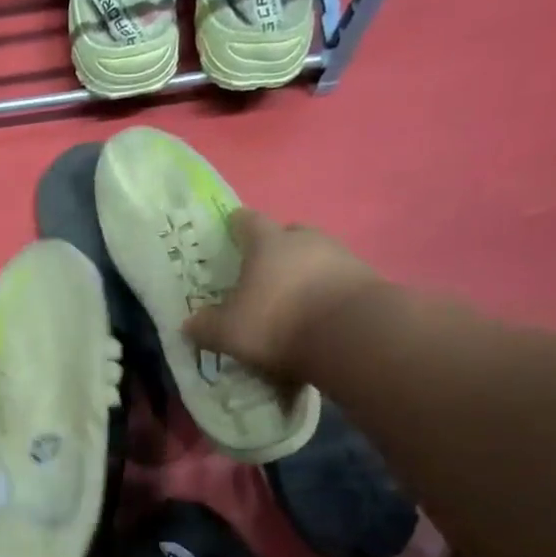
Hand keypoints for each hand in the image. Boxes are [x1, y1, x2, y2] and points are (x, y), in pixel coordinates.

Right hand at [183, 209, 382, 380]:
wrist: (351, 334)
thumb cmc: (278, 323)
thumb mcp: (229, 332)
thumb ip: (206, 326)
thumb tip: (189, 323)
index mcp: (267, 243)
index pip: (248, 222)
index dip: (237, 224)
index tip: (231, 226)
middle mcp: (305, 240)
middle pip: (288, 233)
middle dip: (276, 247)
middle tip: (263, 268)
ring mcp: (341, 255)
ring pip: (316, 255)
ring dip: (304, 270)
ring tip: (293, 297)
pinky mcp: (366, 279)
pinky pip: (338, 278)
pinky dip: (326, 290)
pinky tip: (319, 313)